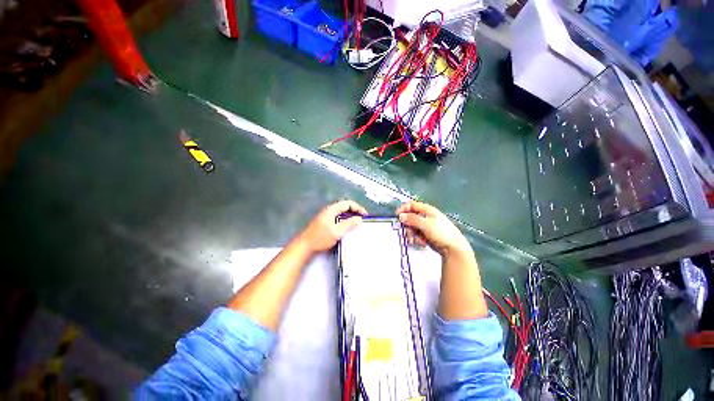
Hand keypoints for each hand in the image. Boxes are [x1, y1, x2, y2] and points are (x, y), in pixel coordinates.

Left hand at [297, 200, 366, 253]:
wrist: (304, 246)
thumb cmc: (320, 238)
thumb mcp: (336, 232)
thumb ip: (348, 224)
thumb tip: (359, 219)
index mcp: (331, 210)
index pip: (348, 203)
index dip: (357, 208)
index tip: (364, 215)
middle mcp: (329, 211)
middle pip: (344, 207)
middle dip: (354, 212)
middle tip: (361, 220)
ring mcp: (326, 217)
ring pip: (341, 213)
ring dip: (350, 217)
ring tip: (356, 224)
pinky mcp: (324, 223)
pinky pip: (338, 218)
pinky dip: (345, 221)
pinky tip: (347, 229)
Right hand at [396, 201, 471, 257]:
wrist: (453, 248)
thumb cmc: (441, 233)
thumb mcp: (426, 224)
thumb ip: (412, 219)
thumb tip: (400, 216)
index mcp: (427, 210)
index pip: (412, 205)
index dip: (404, 208)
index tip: (396, 215)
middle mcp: (426, 217)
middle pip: (410, 217)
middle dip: (407, 226)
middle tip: (407, 232)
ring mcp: (426, 226)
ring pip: (412, 227)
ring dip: (411, 234)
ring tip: (415, 240)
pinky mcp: (426, 235)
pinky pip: (416, 234)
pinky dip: (416, 239)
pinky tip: (421, 243)